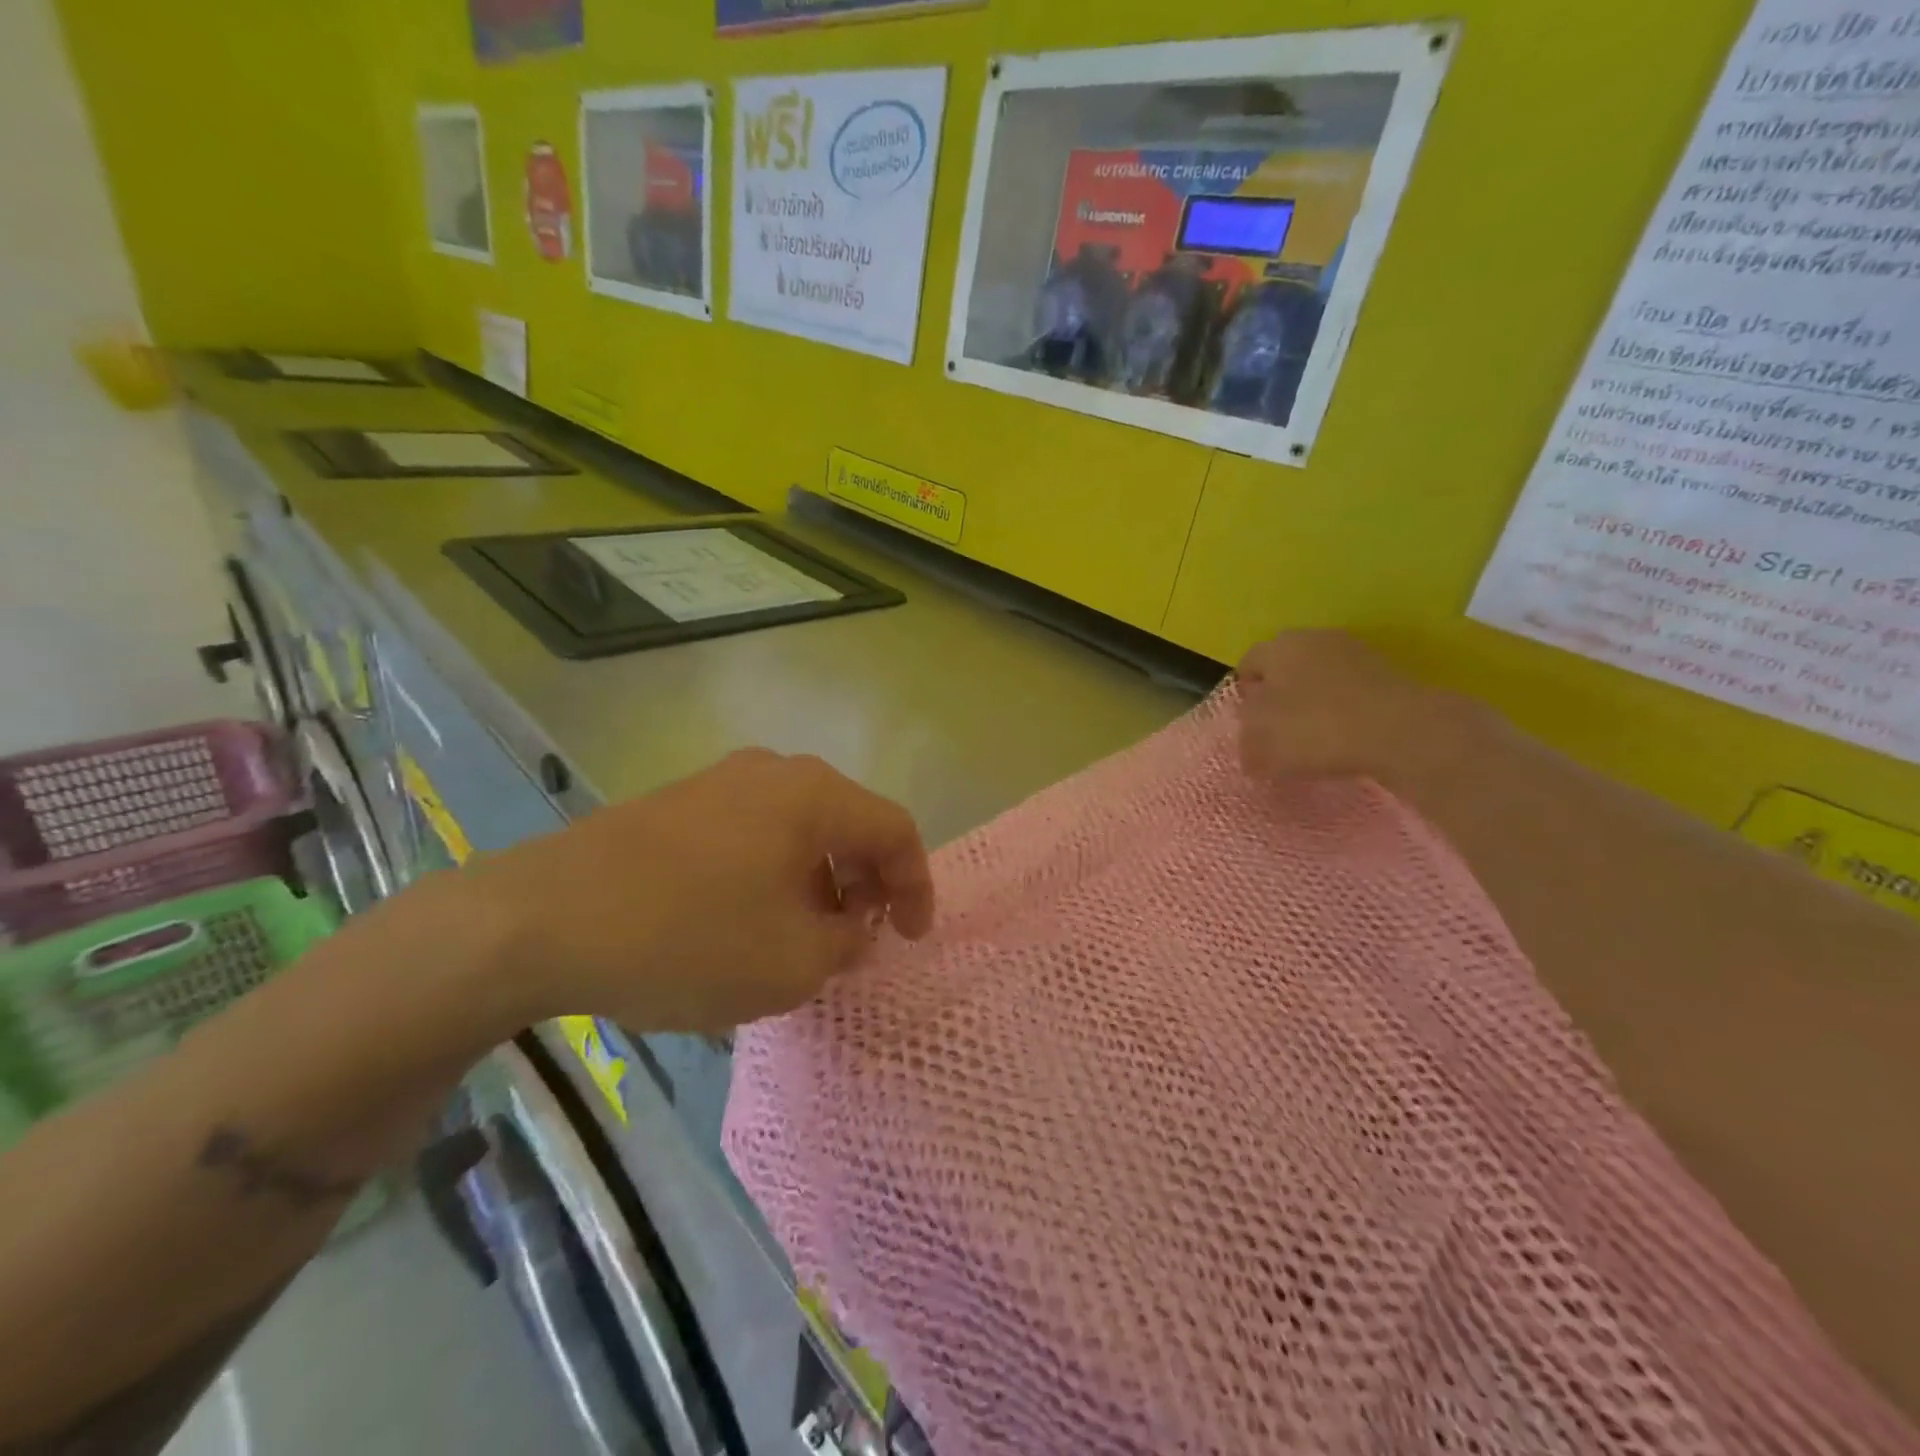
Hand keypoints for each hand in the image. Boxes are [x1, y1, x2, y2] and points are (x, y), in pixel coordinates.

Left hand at [460, 750, 934, 1034]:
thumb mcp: (790, 963)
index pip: (894, 829)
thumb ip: (845, 945)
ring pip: (798, 829)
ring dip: (819, 882)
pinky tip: (748, 922)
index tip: (911, 939)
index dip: (917, 886)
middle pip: (847, 823)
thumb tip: (852, 930)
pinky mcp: (677, 805)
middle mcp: (773, 773)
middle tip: (859, 939)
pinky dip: (774, 875)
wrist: (539, 920)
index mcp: (813, 795)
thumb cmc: (687, 938)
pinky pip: (752, 835)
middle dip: (866, 884)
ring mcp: (719, 783)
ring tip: (804, 938)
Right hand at [1236, 631, 1492, 786]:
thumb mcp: (1261, 744)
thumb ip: (1246, 741)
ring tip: (1311, 740)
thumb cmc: (1315, 728)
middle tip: (1275, 732)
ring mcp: (1356, 653)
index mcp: (1277, 646)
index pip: (1247, 665)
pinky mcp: (1387, 674)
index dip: (1242, 696)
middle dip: (1278, 697)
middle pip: (1284, 668)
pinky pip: (1350, 693)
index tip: (1245, 726)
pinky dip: (1342, 712)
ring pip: (1319, 679)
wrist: (1402, 731)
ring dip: (1312, 703)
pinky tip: (1343, 739)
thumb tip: (1249, 743)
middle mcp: (1314, 638)